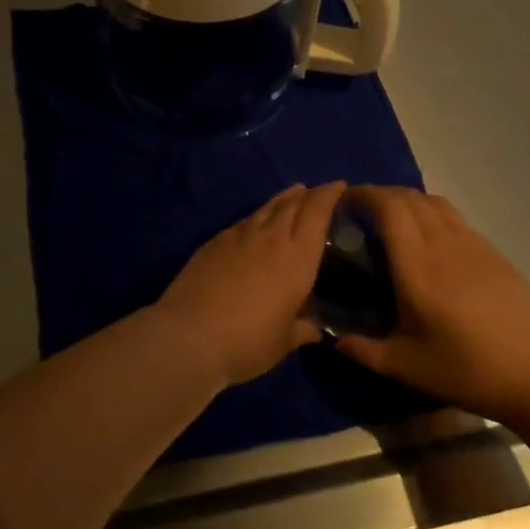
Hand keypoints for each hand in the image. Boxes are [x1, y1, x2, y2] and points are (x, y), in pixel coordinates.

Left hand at [155, 182, 343, 387]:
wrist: (190, 335)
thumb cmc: (248, 342)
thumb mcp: (284, 342)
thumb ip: (303, 329)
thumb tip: (315, 328)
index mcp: (297, 258)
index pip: (317, 213)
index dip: (329, 195)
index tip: (339, 186)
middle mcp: (271, 238)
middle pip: (293, 204)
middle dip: (309, 194)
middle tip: (318, 192)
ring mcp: (240, 236)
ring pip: (267, 208)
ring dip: (284, 198)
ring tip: (294, 193)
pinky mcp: (215, 241)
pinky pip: (244, 220)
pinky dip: (258, 215)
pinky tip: (257, 221)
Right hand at [336, 186, 529, 420]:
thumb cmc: (469, 369)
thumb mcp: (409, 367)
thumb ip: (366, 351)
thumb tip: (336, 341)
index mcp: (417, 266)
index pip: (389, 208)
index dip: (365, 194)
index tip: (344, 199)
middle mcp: (443, 244)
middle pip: (409, 197)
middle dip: (381, 194)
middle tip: (362, 211)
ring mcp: (472, 244)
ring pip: (434, 202)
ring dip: (408, 200)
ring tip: (393, 219)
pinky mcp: (492, 252)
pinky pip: (454, 217)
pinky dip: (432, 213)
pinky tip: (430, 240)